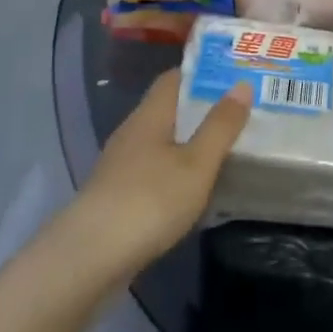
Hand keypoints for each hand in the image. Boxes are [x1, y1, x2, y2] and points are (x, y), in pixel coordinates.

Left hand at [71, 68, 251, 274]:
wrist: (89, 258)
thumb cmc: (149, 201)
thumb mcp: (197, 164)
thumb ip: (220, 126)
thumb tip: (242, 84)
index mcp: (150, 115)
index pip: (174, 78)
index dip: (203, 74)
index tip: (234, 76)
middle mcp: (132, 132)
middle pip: (168, 109)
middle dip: (201, 109)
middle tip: (239, 113)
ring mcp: (120, 165)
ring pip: (161, 141)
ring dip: (189, 142)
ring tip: (225, 148)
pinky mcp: (117, 196)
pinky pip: (153, 170)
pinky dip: (176, 170)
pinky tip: (194, 188)